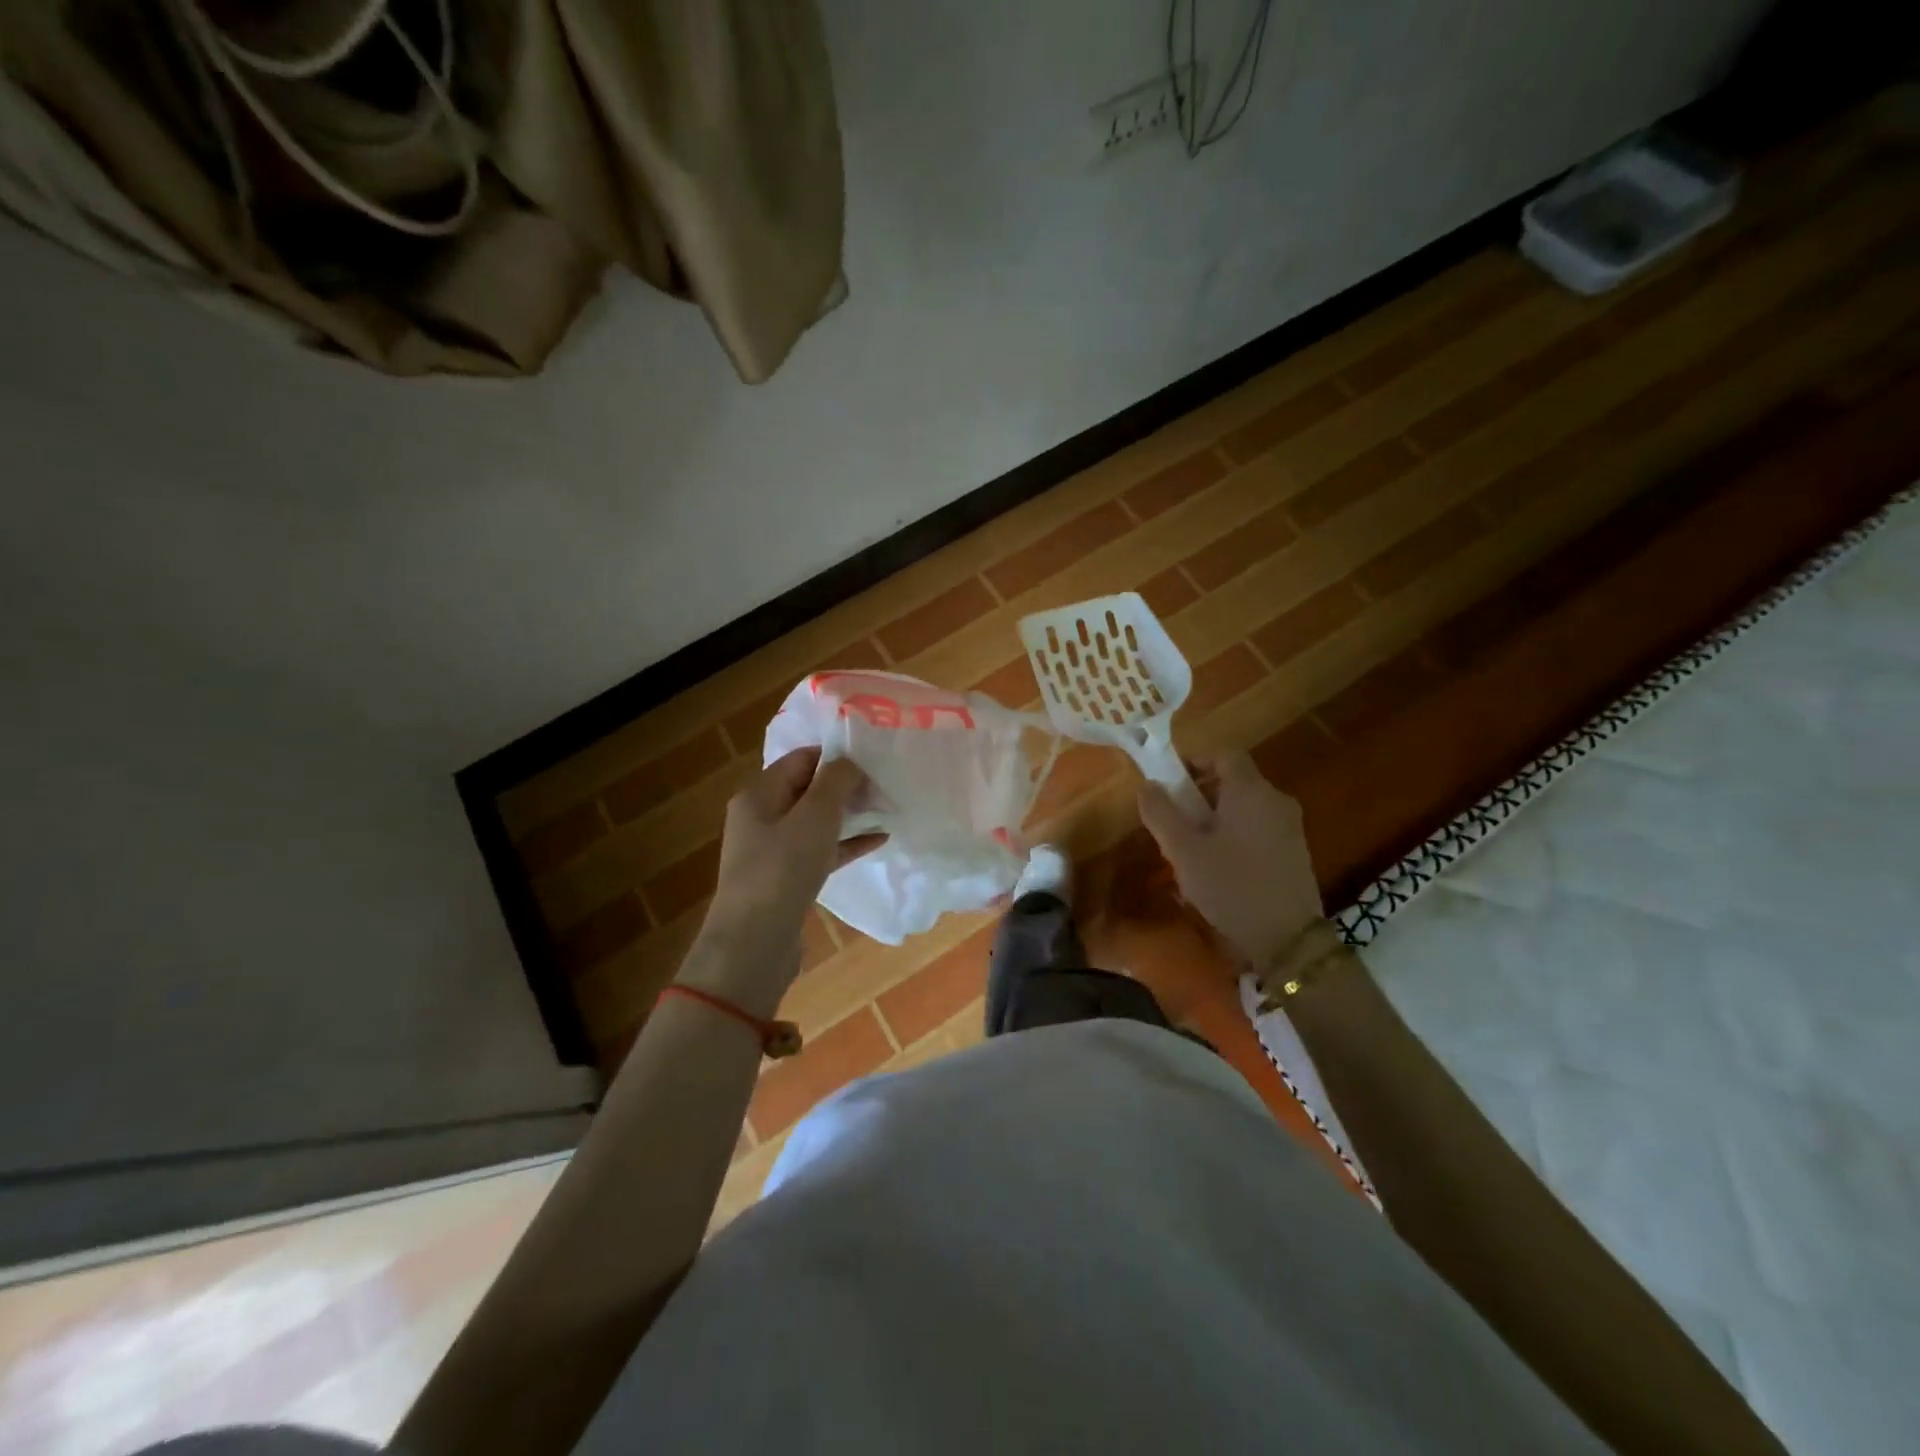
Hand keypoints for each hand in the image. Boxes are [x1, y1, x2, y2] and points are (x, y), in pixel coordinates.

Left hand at [685, 748, 882, 1015]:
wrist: (755, 942)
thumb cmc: (783, 867)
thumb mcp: (815, 815)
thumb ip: (836, 781)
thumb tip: (851, 763)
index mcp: (759, 794)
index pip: (801, 759)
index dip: (836, 756)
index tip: (874, 759)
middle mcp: (762, 817)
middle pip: (809, 789)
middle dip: (847, 786)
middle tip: (886, 785)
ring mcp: (773, 850)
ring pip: (817, 822)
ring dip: (850, 814)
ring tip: (888, 809)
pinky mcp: (787, 879)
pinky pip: (821, 850)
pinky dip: (847, 843)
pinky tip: (880, 840)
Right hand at [1137, 751, 1323, 968]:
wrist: (1289, 941)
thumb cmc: (1232, 886)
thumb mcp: (1184, 851)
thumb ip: (1161, 813)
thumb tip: (1148, 784)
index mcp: (1251, 791)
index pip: (1224, 755)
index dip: (1195, 761)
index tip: (1170, 783)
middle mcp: (1276, 800)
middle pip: (1234, 781)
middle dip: (1201, 794)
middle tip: (1175, 820)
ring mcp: (1290, 828)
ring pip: (1245, 807)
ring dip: (1216, 817)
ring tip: (1192, 848)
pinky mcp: (1295, 853)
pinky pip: (1258, 828)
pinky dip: (1235, 834)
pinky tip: (1219, 868)